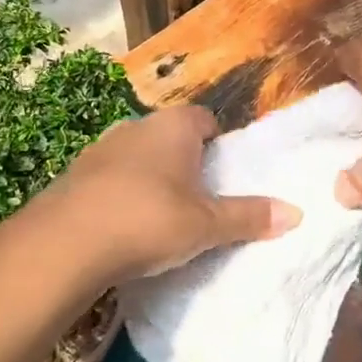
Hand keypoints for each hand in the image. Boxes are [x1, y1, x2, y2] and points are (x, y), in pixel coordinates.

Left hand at [45, 105, 301, 282]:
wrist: (64, 243)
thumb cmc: (149, 220)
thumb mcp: (206, 225)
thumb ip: (249, 217)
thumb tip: (297, 213)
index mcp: (174, 127)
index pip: (205, 118)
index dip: (219, 141)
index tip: (224, 170)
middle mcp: (136, 127)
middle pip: (171, 136)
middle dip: (185, 161)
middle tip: (199, 196)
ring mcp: (100, 148)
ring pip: (138, 156)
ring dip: (150, 177)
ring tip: (161, 215)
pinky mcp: (74, 175)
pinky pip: (109, 178)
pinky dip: (121, 193)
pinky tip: (123, 225)